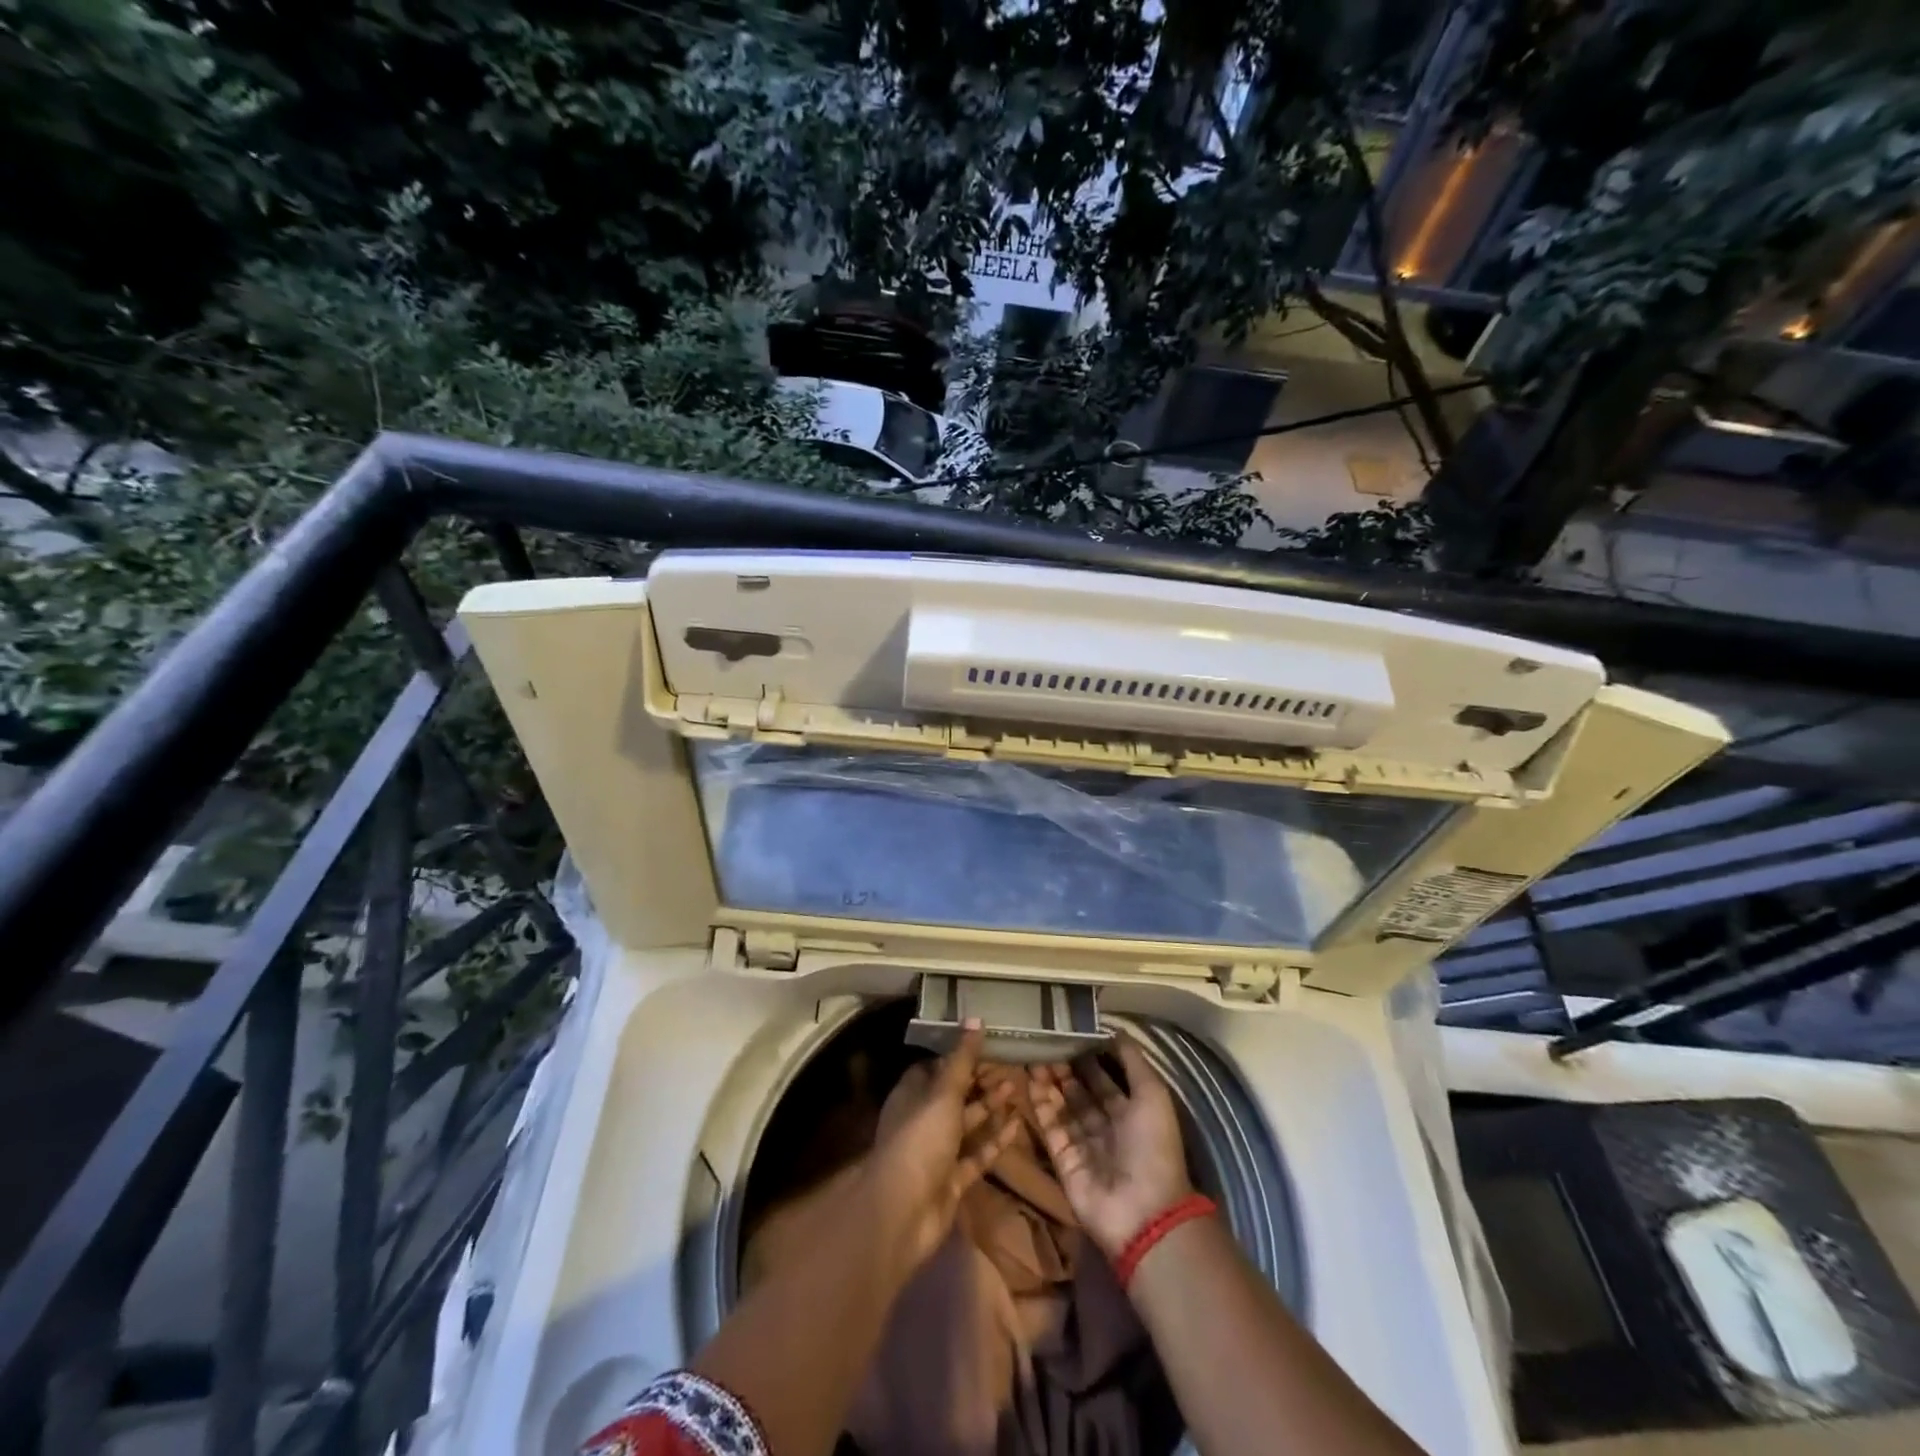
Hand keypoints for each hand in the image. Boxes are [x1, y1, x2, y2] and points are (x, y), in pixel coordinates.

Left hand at [864, 1024, 1019, 1271]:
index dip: (959, 1056)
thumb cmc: (920, 1139)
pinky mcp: (952, 1179)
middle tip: (1010, 1066)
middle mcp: (923, 1119)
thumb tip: (975, 1018)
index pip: (936, 1067)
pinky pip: (977, 1154)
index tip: (986, 1045)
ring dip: (990, 1107)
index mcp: (912, 1094)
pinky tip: (1017, 1124)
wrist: (904, 1213)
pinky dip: (995, 1140)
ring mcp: (937, 1151)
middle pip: (955, 1094)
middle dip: (980, 1081)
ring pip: (968, 1123)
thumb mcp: (943, 1093)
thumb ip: (962, 1059)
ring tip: (1017, 1088)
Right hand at [1029, 1036, 1191, 1259]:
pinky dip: (1041, 1106)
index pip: (1106, 1081)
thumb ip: (1133, 1062)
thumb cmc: (1152, 1147)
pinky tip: (1031, 1081)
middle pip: (1081, 1093)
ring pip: (1063, 1108)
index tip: (1070, 1034)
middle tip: (1045, 1043)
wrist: (1143, 1211)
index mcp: (1131, 1114)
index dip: (1090, 1059)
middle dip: (1066, 1070)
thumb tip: (1115, 1030)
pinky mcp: (1064, 1161)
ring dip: (1050, 1083)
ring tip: (1033, 1056)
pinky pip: (1051, 1128)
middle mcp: (1107, 1128)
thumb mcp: (1152, 1095)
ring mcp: (1084, 1146)